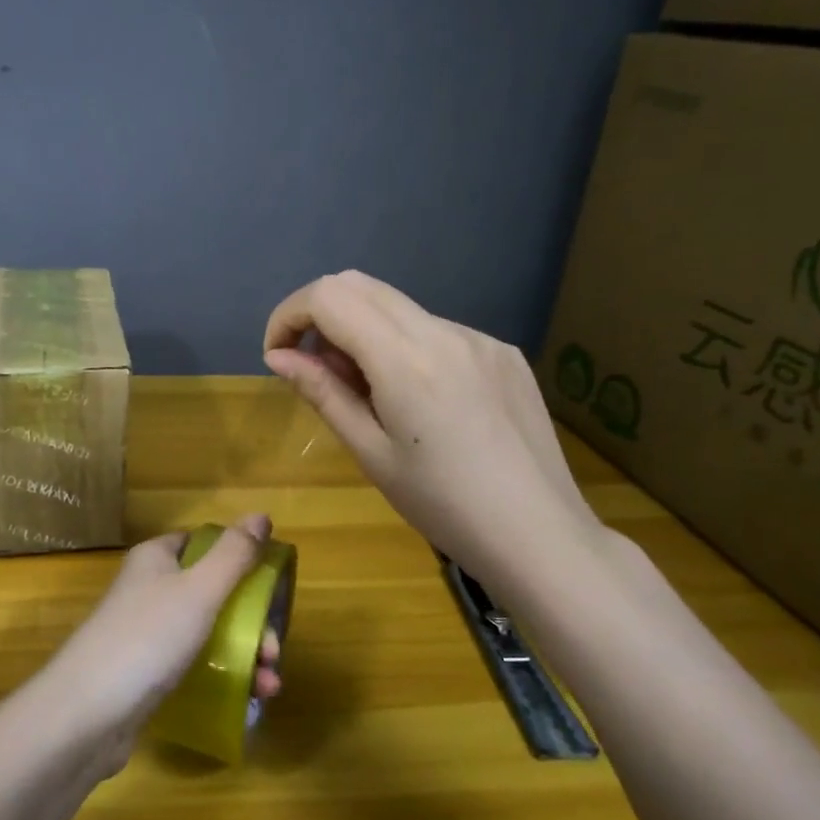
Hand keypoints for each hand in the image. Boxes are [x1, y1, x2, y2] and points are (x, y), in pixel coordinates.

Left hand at [47, 516, 283, 773]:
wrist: (86, 714)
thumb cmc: (147, 638)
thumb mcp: (199, 590)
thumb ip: (234, 554)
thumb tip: (261, 515)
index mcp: (156, 559)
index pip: (203, 544)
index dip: (238, 560)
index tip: (270, 588)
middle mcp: (149, 589)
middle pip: (212, 593)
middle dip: (251, 622)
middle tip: (273, 652)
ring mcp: (146, 633)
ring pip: (207, 633)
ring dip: (244, 655)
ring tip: (268, 687)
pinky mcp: (146, 674)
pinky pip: (193, 666)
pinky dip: (222, 678)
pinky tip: (247, 701)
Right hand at [262, 271, 605, 589]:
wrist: (541, 535)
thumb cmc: (443, 506)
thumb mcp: (370, 454)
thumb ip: (323, 393)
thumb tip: (279, 357)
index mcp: (406, 360)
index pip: (329, 297)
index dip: (289, 315)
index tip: (278, 354)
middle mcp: (445, 331)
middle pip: (360, 285)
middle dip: (320, 315)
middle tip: (314, 368)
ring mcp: (480, 338)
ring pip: (399, 308)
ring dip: (363, 332)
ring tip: (368, 394)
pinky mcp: (504, 352)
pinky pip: (437, 330)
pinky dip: (405, 347)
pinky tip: (419, 401)